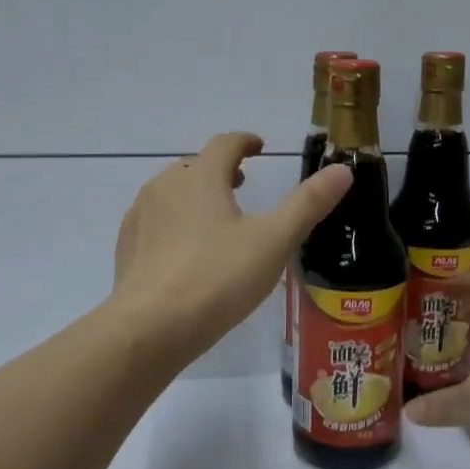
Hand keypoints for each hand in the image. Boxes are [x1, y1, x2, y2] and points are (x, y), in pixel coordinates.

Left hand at [109, 132, 351, 365]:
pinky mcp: (126, 247)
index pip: (224, 144)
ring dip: (194, 195)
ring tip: (215, 219)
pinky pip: (153, 221)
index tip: (259, 148)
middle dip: (219, 170)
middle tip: (241, 184)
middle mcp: (165, 186)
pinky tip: (184, 252)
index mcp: (201, 177)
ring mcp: (140, 216)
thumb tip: (343, 170)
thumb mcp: (273, 241)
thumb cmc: (218, 278)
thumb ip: (307, 204)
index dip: (245, 142)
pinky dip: (172, 223)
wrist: (151, 326)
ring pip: (170, 193)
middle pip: (195, 166)